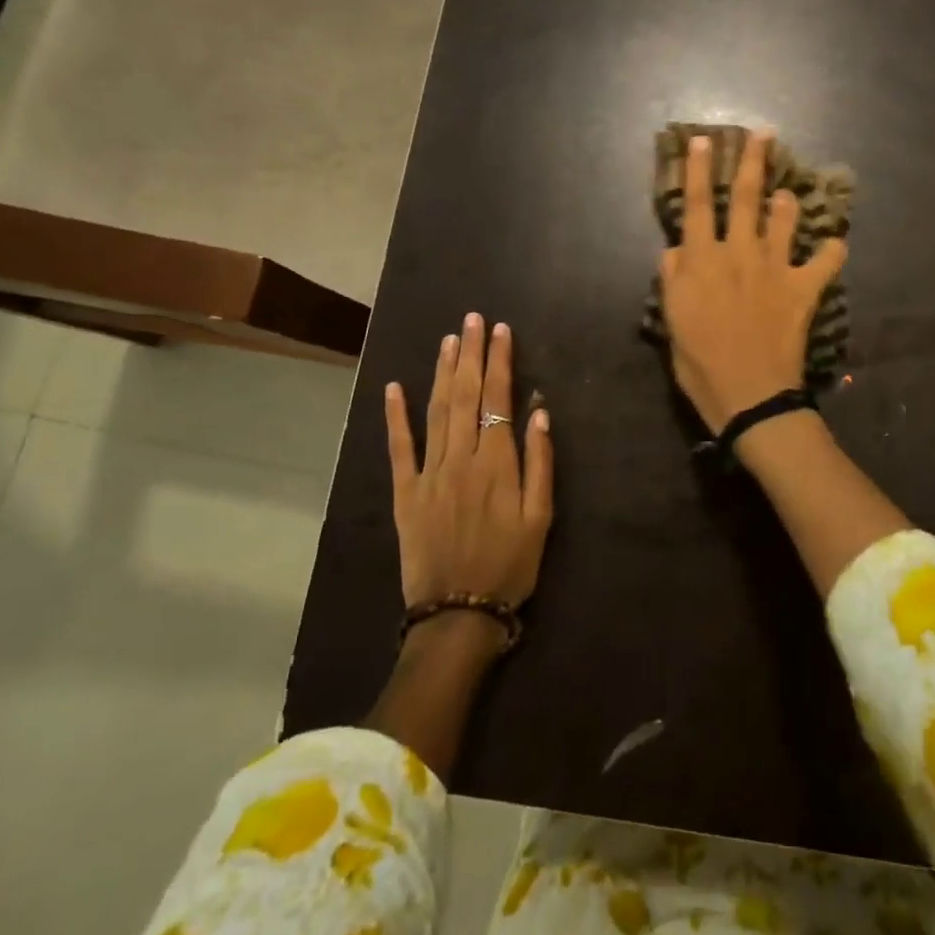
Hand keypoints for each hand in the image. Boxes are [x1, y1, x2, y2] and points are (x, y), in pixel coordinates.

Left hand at [385, 314, 553, 614]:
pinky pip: (399, 448)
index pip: (497, 399)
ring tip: (449, 340)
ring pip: (435, 412)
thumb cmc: (510, 566)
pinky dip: (395, 416)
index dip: (499, 362)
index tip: (500, 330)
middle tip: (471, 319)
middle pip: (464, 395)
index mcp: (496, 464)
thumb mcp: (541, 518)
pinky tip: (394, 387)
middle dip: (470, 354)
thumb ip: (540, 462)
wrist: (458, 614)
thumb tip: (537, 411)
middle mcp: (460, 459)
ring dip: (442, 372)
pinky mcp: (405, 493)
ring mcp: (429, 474)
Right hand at [658, 128, 846, 431]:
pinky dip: (831, 251)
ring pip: (785, 219)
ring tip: (789, 193)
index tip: (702, 140)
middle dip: (753, 161)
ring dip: (787, 202)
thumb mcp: (672, 320)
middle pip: (745, 197)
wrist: (749, 393)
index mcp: (702, 260)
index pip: (696, 205)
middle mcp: (739, 253)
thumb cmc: (700, 362)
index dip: (697, 170)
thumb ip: (672, 279)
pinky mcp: (803, 289)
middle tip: (764, 133)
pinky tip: (835, 245)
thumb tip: (675, 249)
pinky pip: (825, 261)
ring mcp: (775, 268)